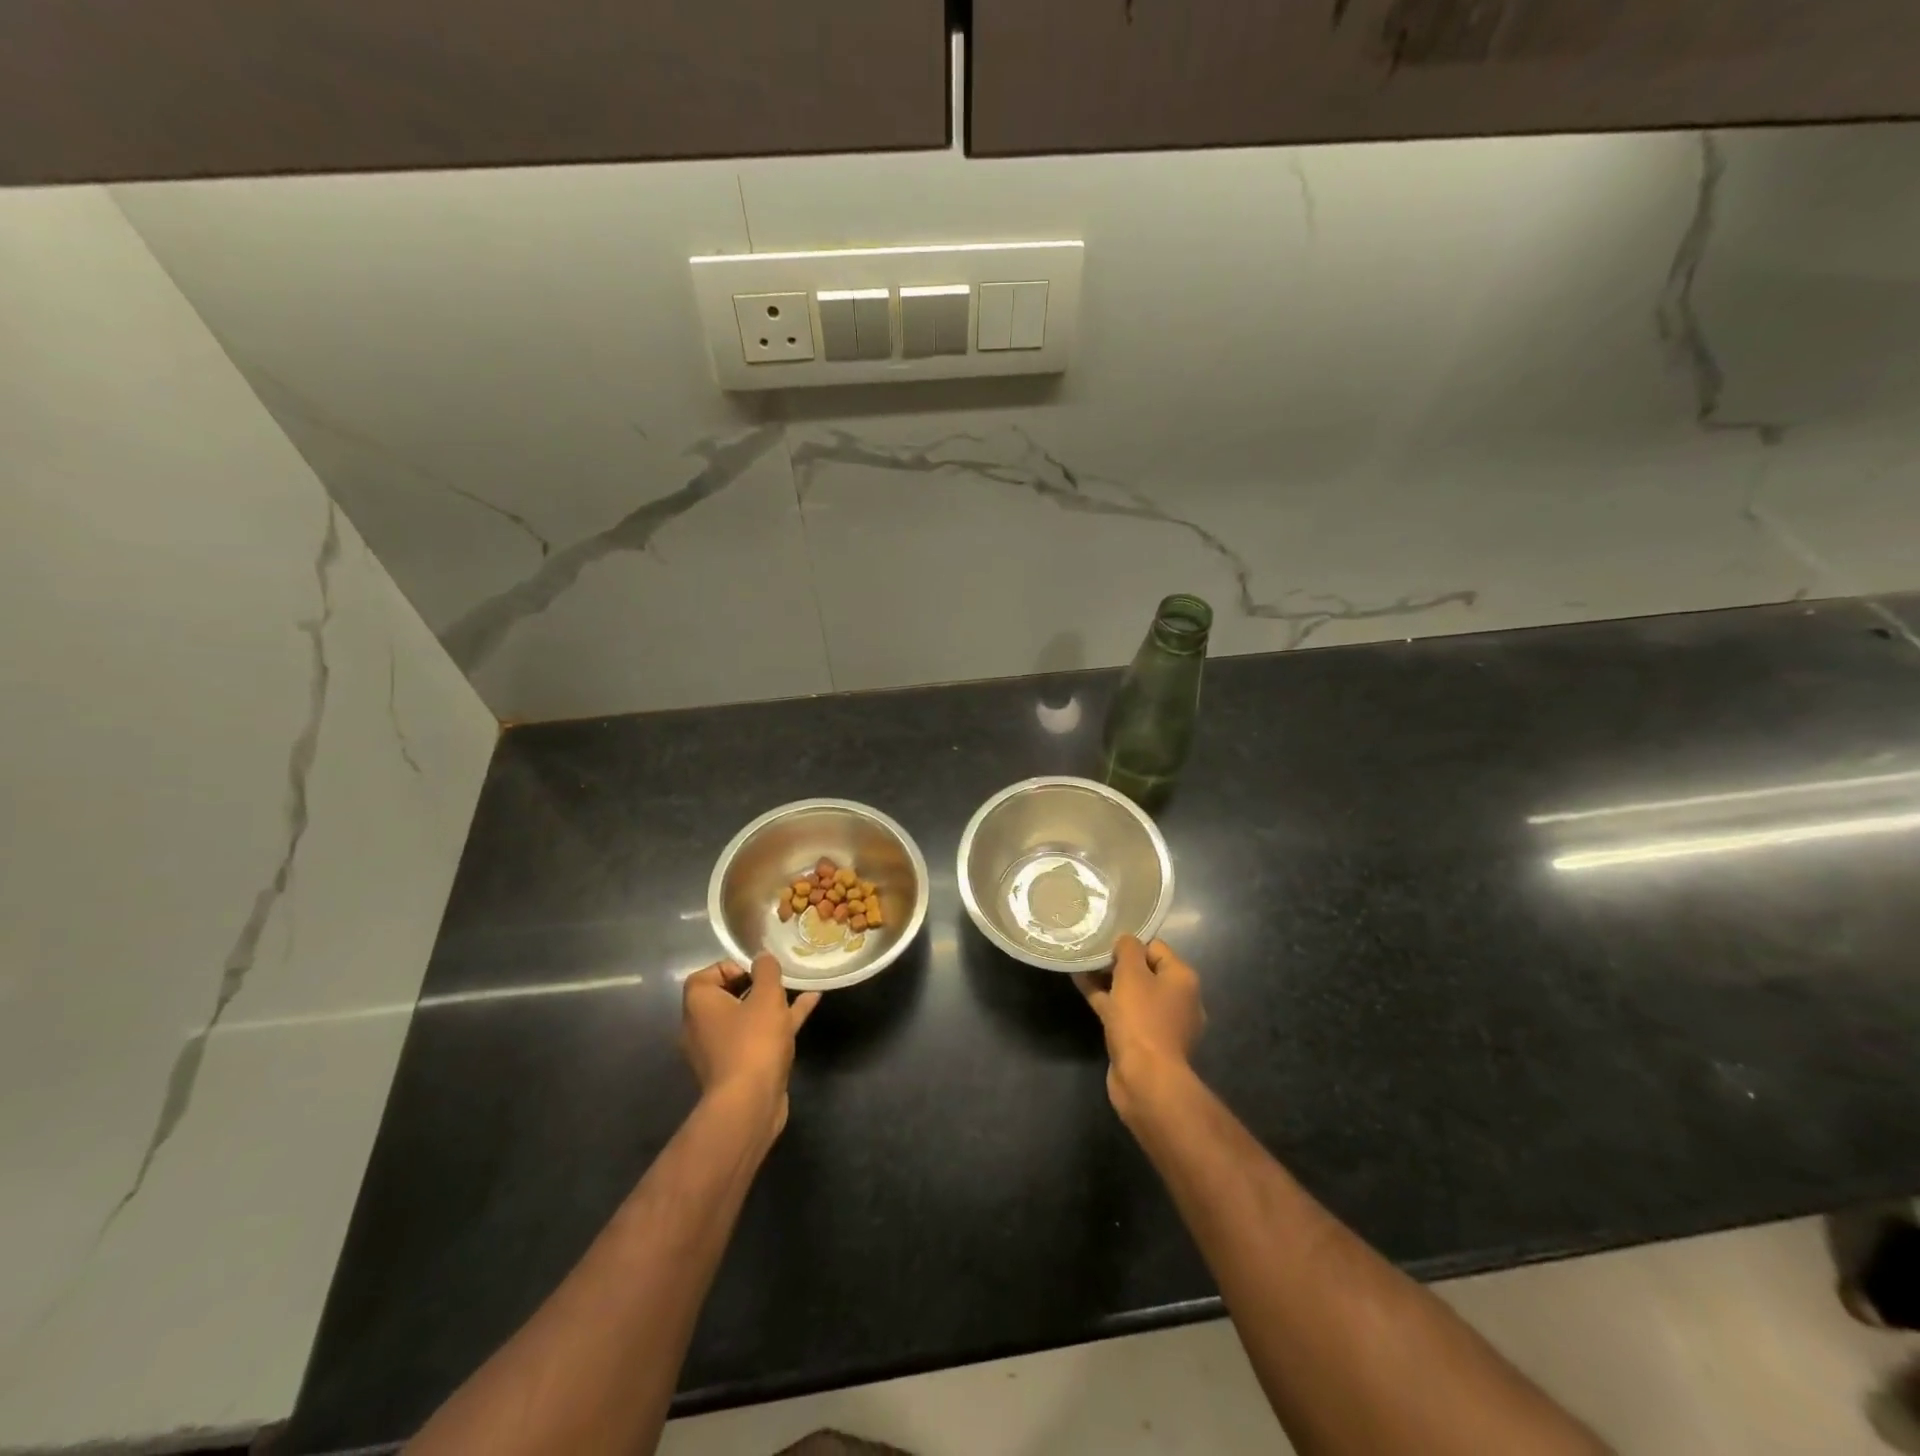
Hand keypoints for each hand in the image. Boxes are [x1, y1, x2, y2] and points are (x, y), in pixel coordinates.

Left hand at [681, 955, 819, 1138]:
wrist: (750, 1104)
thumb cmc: (753, 1041)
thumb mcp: (766, 996)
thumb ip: (766, 971)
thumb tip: (762, 958)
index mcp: (699, 1006)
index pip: (704, 976)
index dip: (730, 967)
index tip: (756, 971)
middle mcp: (702, 1027)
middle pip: (726, 997)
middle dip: (754, 985)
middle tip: (777, 980)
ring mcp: (720, 1051)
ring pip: (746, 1018)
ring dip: (770, 1003)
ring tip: (799, 988)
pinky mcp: (738, 1068)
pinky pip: (757, 1036)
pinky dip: (779, 1022)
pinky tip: (809, 1005)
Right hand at [1076, 936, 1205, 1121]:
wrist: (1145, 1078)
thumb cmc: (1142, 1019)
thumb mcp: (1132, 974)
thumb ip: (1128, 949)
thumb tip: (1126, 941)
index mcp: (1182, 979)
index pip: (1156, 947)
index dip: (1130, 943)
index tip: (1105, 941)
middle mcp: (1178, 999)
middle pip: (1145, 971)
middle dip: (1117, 962)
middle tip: (1091, 953)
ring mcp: (1162, 1023)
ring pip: (1132, 993)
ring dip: (1108, 981)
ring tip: (1081, 967)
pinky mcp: (1145, 1041)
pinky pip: (1124, 1012)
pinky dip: (1106, 1000)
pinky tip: (1082, 987)